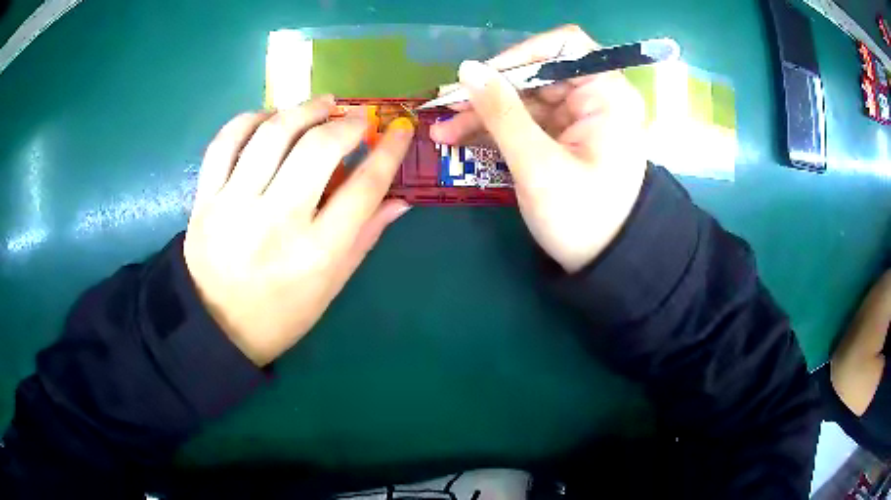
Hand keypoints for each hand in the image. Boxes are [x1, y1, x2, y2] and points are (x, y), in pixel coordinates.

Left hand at [184, 96, 414, 365]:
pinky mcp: (205, 198)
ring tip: (322, 105)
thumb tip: (400, 198)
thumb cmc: (280, 315)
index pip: (364, 187)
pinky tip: (270, 119)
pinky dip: (251, 119)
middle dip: (347, 123)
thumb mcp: (330, 286)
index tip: (399, 128)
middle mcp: (276, 223)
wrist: (215, 326)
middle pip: (318, 149)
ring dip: (304, 109)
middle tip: (357, 118)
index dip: (389, 150)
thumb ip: (365, 237)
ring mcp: (234, 206)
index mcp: (316, 254)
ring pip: (272, 133)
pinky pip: (225, 141)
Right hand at [430, 25, 647, 272]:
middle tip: (446, 110)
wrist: (605, 265)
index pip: (563, 46)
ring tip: (443, 133)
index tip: (481, 77)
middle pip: (537, 74)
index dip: (519, 55)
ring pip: (525, 100)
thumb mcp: (538, 164)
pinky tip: (462, 139)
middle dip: (490, 91)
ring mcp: (579, 119)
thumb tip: (467, 69)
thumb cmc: (582, 217)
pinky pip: (526, 122)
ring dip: (484, 113)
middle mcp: (595, 98)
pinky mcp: (564, 138)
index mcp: (606, 95)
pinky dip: (496, 129)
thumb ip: (501, 113)